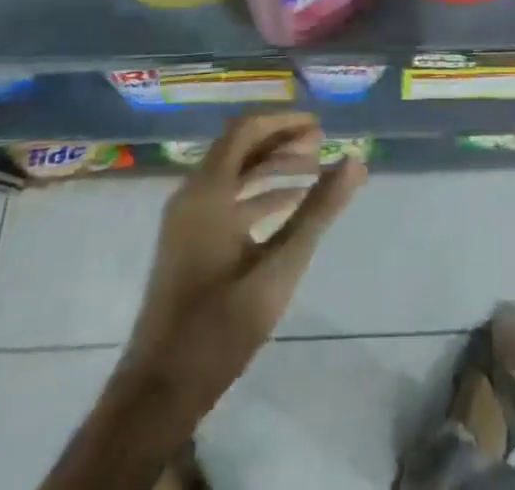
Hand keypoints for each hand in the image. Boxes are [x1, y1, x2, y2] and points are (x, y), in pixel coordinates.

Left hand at [123, 113, 365, 408]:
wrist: (160, 393)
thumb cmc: (220, 325)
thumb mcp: (280, 266)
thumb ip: (318, 211)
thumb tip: (355, 162)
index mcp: (208, 190)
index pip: (246, 129)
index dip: (284, 122)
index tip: (319, 127)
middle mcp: (193, 195)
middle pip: (240, 148)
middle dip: (282, 143)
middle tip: (322, 147)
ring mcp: (187, 220)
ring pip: (234, 175)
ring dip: (273, 169)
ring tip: (315, 174)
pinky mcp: (189, 243)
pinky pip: (227, 199)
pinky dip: (259, 194)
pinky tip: (290, 208)